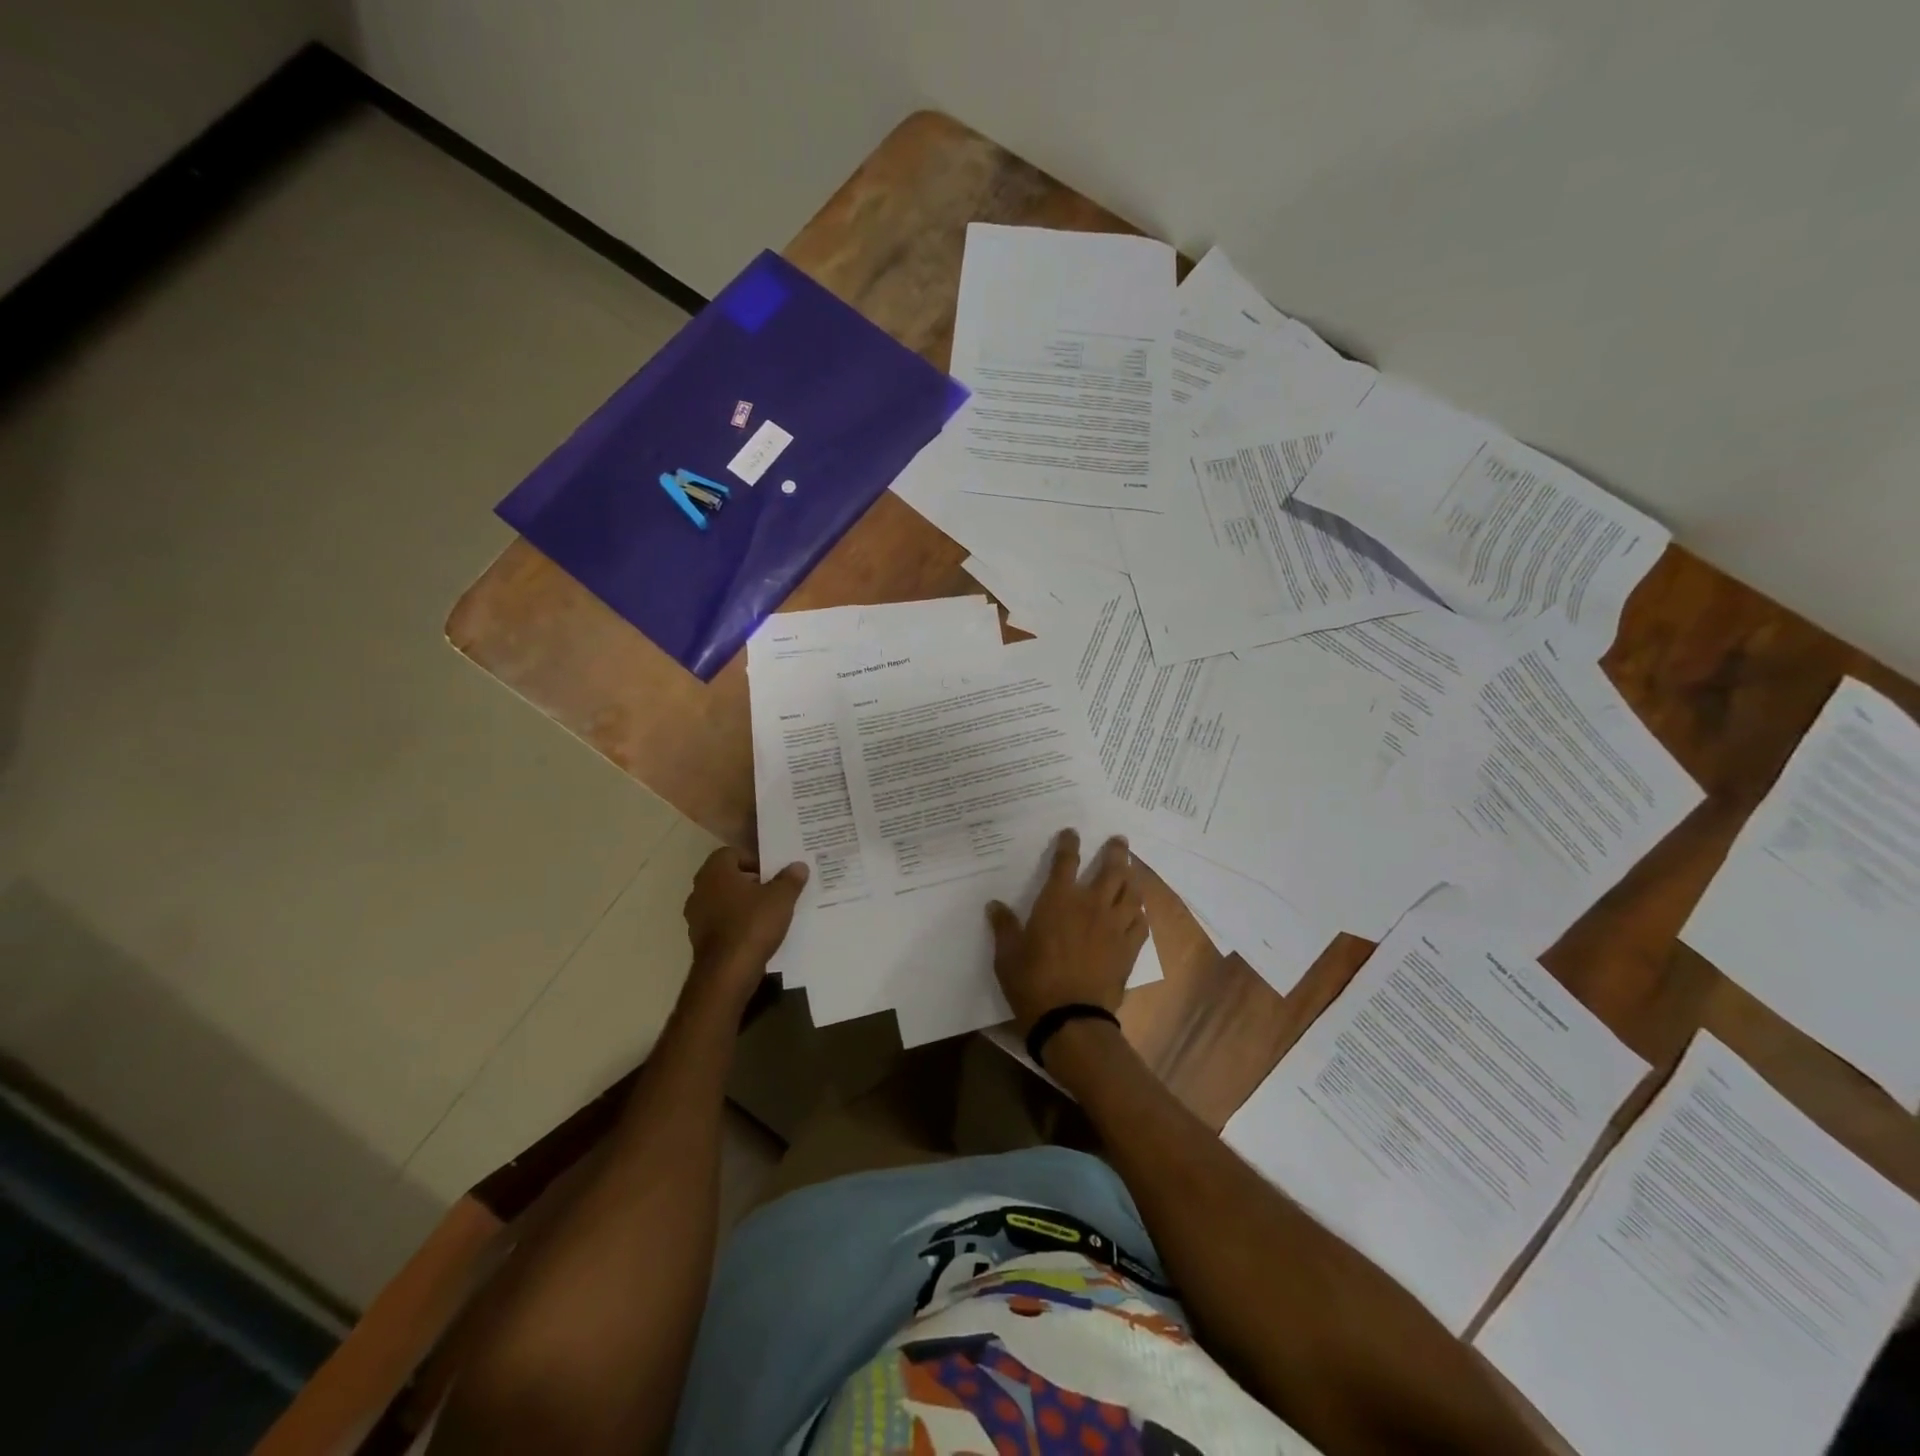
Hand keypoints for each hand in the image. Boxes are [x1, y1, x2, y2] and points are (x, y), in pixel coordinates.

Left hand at [683, 847, 807, 998]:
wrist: (727, 973)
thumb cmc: (753, 925)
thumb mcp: (781, 898)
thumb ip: (790, 879)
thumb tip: (798, 865)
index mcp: (715, 872)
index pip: (731, 853)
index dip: (753, 860)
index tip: (772, 873)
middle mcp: (699, 889)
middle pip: (726, 877)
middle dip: (749, 882)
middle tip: (773, 890)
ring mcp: (695, 916)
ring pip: (722, 900)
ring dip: (741, 904)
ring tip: (767, 913)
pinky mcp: (698, 939)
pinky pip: (720, 923)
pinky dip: (734, 924)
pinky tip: (755, 934)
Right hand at [987, 829, 1147, 1032]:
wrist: (1071, 1019)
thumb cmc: (1033, 982)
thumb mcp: (1007, 955)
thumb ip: (1004, 927)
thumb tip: (994, 905)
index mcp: (1058, 900)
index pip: (1065, 862)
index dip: (1069, 844)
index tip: (1072, 833)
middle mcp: (1091, 905)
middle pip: (1111, 869)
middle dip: (1115, 852)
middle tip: (1119, 840)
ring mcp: (1115, 927)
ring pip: (1131, 893)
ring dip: (1132, 877)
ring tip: (1132, 870)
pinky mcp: (1129, 949)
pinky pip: (1141, 923)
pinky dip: (1140, 913)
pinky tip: (1139, 912)